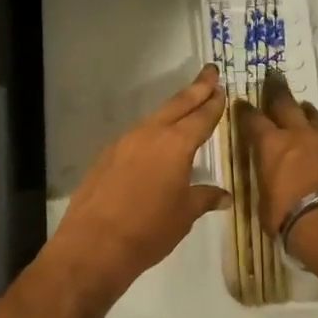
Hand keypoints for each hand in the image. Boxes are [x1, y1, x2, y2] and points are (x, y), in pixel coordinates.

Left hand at [43, 65, 231, 302]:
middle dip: (196, 89)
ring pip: (154, 119)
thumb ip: (204, 198)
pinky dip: (151, 132)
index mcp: (175, 145)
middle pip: (177, 105)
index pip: (200, 117)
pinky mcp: (106, 156)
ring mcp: (124, 143)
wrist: (94, 244)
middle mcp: (149, 135)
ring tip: (186, 106)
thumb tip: (224, 196)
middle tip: (210, 73)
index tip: (221, 89)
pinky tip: (155, 143)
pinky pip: (136, 137)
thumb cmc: (149, 230)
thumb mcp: (184, 215)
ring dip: (172, 111)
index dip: (213, 104)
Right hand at [234, 74, 317, 259]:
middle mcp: (295, 135)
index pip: (253, 120)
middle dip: (277, 90)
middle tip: (273, 76)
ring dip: (303, 108)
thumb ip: (266, 184)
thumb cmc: (288, 216)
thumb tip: (268, 183)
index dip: (245, 111)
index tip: (241, 103)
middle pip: (285, 104)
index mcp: (270, 145)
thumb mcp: (265, 203)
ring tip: (301, 104)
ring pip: (310, 116)